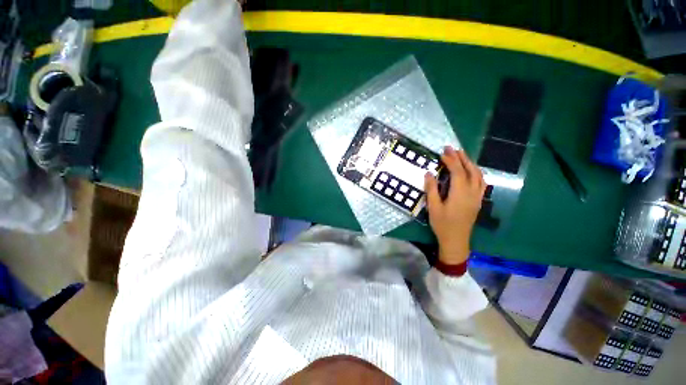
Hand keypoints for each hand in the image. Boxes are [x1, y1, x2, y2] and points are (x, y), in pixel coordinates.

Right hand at [424, 147, 485, 264]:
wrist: (456, 241)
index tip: (443, 152)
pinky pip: (481, 182)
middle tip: (452, 148)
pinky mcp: (478, 201)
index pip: (458, 171)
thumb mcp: (433, 207)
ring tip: (462, 156)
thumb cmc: (442, 224)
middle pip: (470, 170)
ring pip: (478, 175)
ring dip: (470, 164)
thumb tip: (429, 173)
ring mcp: (477, 197)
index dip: (451, 160)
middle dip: (462, 157)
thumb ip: (431, 189)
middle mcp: (472, 192)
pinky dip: (476, 173)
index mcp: (460, 193)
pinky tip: (471, 171)